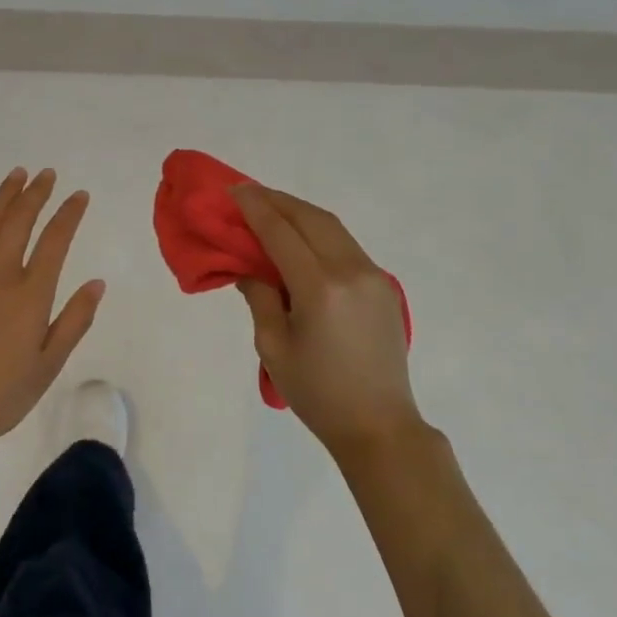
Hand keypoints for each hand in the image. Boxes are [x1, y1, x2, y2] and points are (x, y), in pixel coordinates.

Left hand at [0, 167, 105, 461]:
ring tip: (17, 174)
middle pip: (19, 221)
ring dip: (3, 196)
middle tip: (47, 173)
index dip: (69, 214)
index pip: (55, 240)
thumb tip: (97, 283)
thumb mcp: (49, 365)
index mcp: (30, 294)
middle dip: (35, 193)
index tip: (79, 195)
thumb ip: (74, 320)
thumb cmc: (1, 394)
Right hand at [232, 185, 422, 459]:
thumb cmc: (318, 393)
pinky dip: (318, 230)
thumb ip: (259, 296)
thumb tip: (249, 265)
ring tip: (270, 207)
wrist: (380, 426)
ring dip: (298, 211)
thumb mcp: (273, 346)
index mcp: (320, 288)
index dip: (255, 208)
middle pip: (309, 218)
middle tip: (248, 194)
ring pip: (330, 225)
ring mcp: (372, 274)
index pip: (281, 232)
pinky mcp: (383, 283)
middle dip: (276, 200)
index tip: (234, 189)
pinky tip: (300, 235)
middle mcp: (350, 271)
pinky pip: (344, 243)